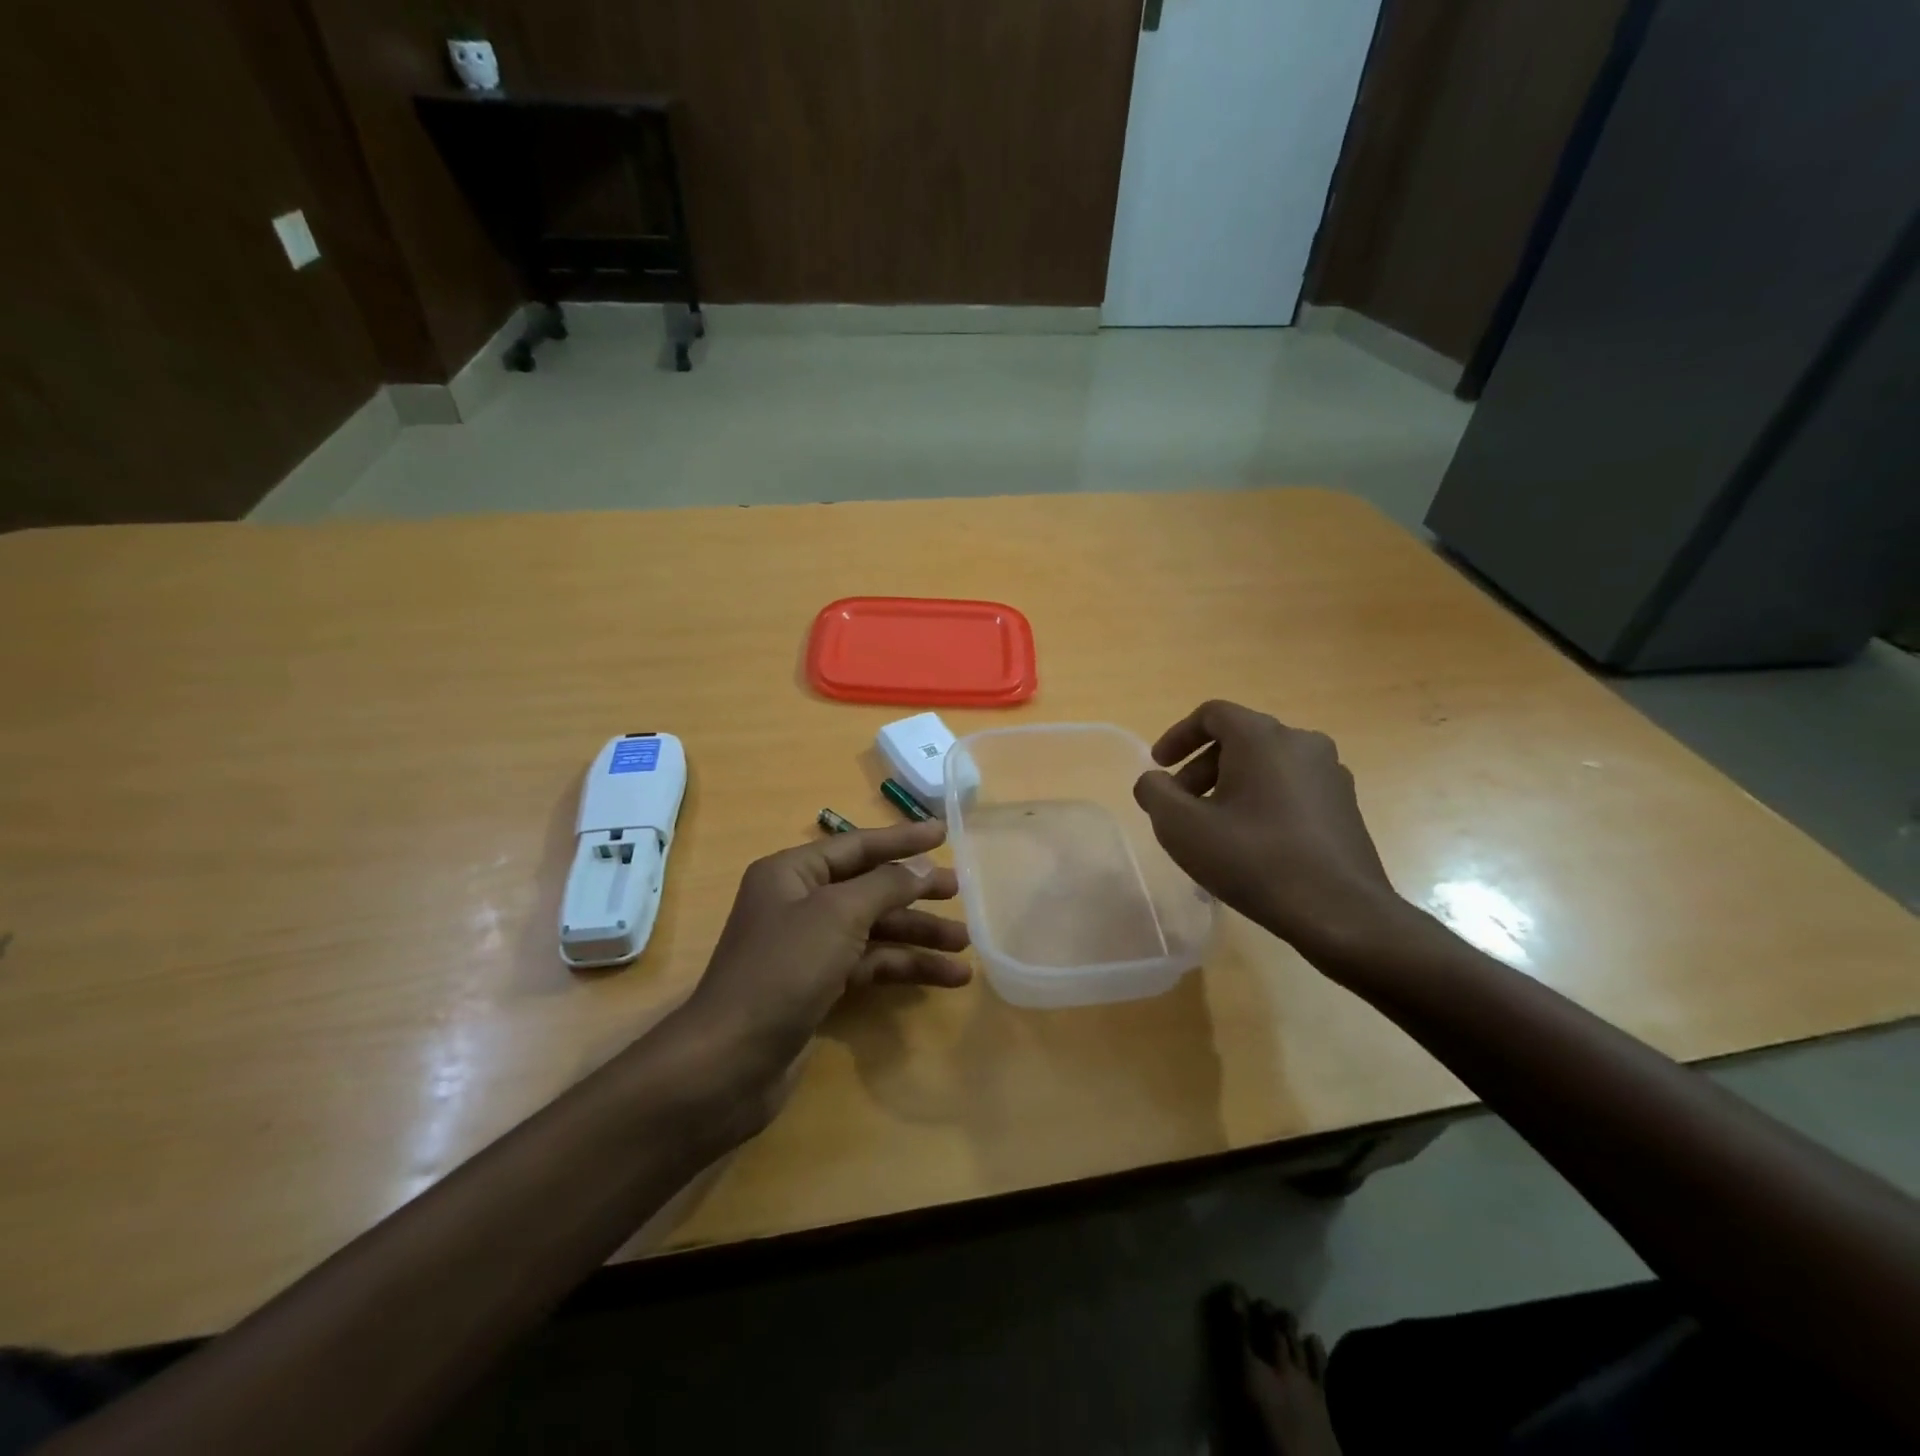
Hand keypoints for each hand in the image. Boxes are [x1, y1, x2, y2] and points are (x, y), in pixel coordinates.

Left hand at [673, 820, 970, 1119]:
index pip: (857, 845)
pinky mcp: (818, 987)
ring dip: (917, 935)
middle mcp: (798, 903)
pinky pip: (869, 965)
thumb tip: (921, 867)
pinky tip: (945, 978)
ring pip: (873, 930)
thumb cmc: (782, 971)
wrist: (730, 1062)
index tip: (944, 833)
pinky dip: (904, 968)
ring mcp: (807, 948)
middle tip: (959, 891)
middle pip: (868, 888)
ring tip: (965, 945)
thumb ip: (885, 886)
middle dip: (914, 891)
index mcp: (792, 873)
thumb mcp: (837, 915)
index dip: (902, 839)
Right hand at [1132, 701, 1407, 966]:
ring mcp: (1330, 774)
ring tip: (1213, 829)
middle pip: (1239, 740)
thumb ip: (1155, 793)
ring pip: (1266, 766)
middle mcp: (1302, 743)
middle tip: (1180, 806)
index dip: (1177, 736)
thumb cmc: (1253, 860)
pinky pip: (1290, 789)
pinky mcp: (1345, 806)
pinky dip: (1261, 802)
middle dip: (1201, 768)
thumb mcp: (1182, 827)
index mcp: (1262, 737)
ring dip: (1230, 787)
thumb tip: (1154, 782)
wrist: (1341, 913)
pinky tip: (1250, 845)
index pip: (1212, 715)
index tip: (1159, 767)